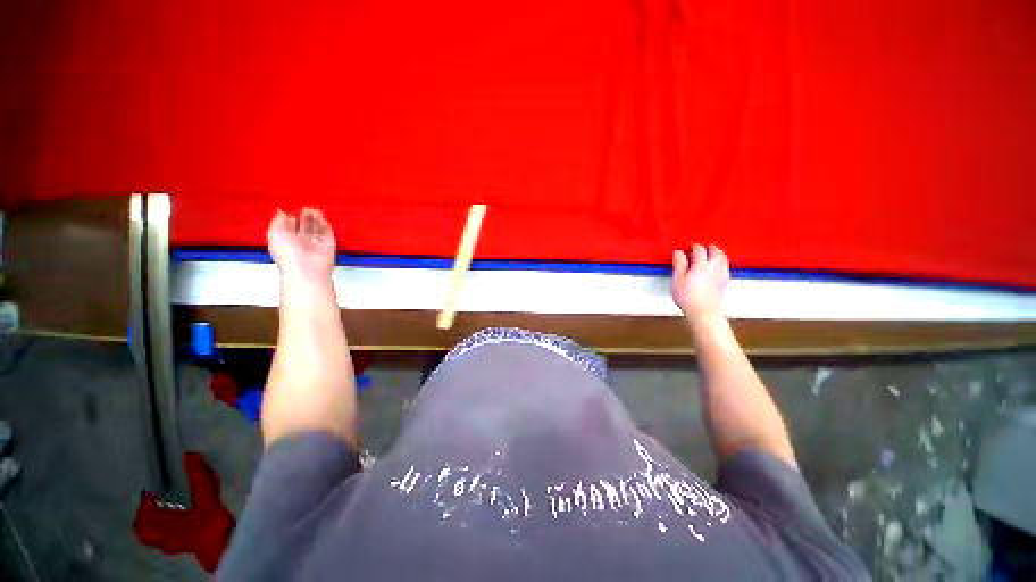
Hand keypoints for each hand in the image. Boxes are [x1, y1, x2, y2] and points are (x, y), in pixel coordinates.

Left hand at [267, 208, 335, 282]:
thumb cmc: (287, 252)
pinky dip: (325, 225)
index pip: (289, 227)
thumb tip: (281, 212)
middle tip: (304, 209)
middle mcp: (301, 242)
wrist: (307, 269)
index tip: (290, 210)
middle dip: (304, 217)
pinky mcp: (329, 244)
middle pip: (304, 226)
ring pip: (316, 228)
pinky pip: (328, 233)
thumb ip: (277, 221)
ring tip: (313, 210)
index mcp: (286, 241)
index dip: (289, 218)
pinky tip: (321, 218)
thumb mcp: (275, 233)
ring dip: (315, 219)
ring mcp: (316, 243)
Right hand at [671, 244, 728, 321]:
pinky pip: (726, 266)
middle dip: (709, 247)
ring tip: (713, 253)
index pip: (699, 250)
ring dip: (718, 253)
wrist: (704, 312)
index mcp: (701, 264)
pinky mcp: (725, 282)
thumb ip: (679, 264)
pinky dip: (723, 262)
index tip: (689, 246)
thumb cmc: (687, 296)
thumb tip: (678, 252)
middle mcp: (714, 266)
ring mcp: (721, 274)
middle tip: (703, 247)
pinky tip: (718, 265)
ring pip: (723, 258)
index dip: (694, 246)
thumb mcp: (678, 279)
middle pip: (715, 252)